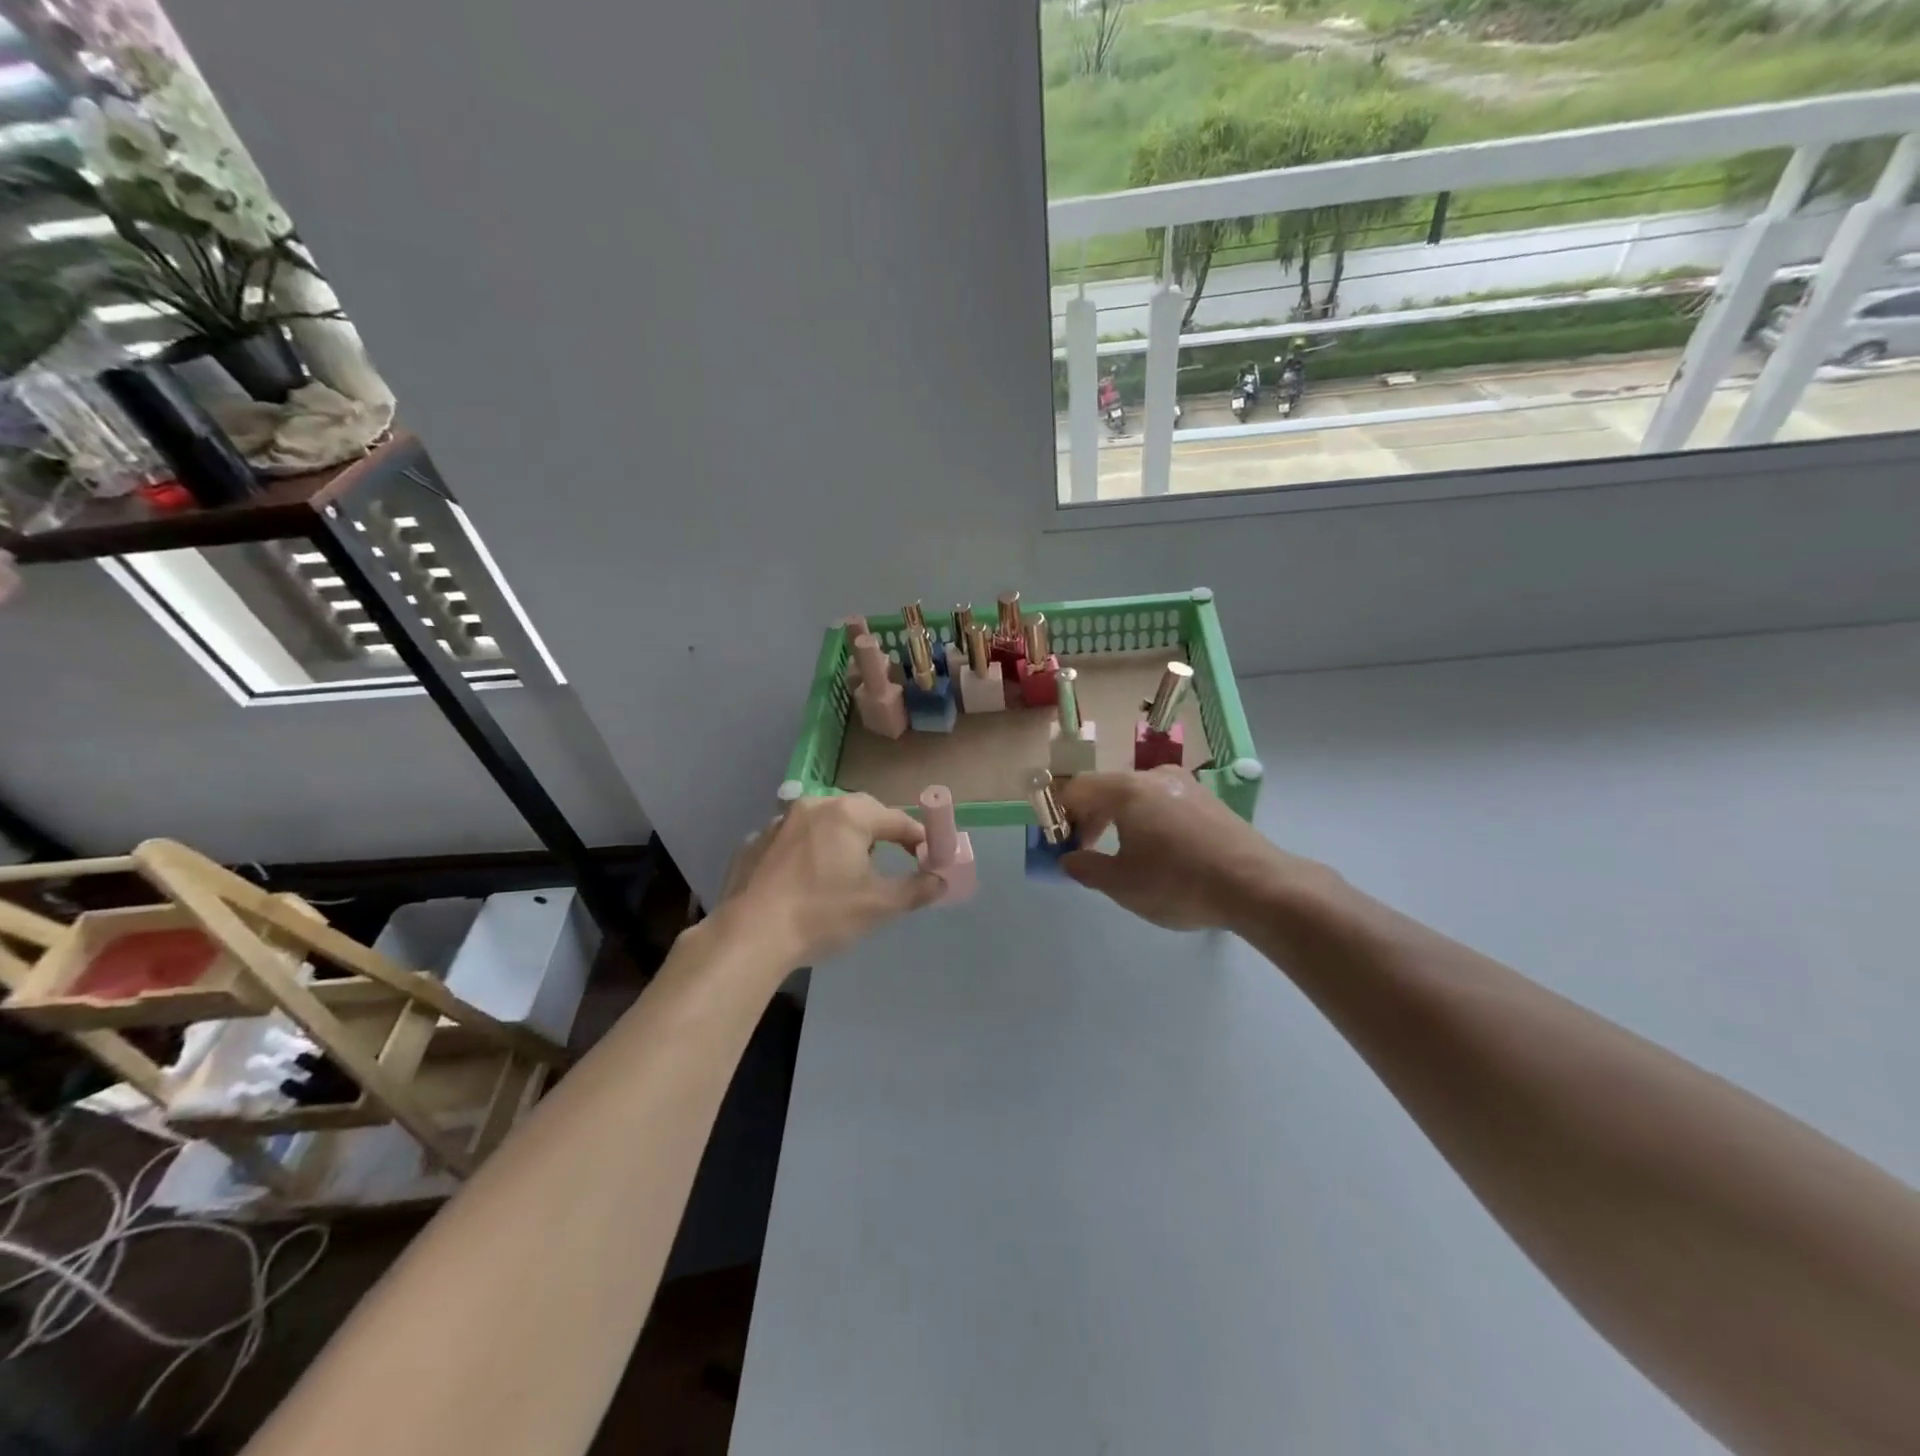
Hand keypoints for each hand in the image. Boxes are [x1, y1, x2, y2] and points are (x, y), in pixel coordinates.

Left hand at [725, 793, 945, 966]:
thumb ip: (916, 889)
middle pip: (860, 814)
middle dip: (879, 835)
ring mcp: (779, 822)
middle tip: (889, 863)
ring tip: (844, 873)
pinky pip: (793, 840)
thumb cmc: (822, 914)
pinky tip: (804, 882)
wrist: (750, 935)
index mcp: (848, 814)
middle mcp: (814, 806)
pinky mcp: (755, 842)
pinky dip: (807, 853)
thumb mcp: (879, 906)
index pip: (897, 819)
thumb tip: (940, 880)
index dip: (919, 838)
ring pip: (823, 824)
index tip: (930, 858)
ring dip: (840, 841)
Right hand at [1057, 767, 1310, 931]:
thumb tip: (1068, 859)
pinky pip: (1163, 803)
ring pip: (1137, 796)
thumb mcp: (1122, 884)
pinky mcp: (1208, 801)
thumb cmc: (1178, 883)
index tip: (1063, 845)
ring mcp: (1185, 785)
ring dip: (1120, 820)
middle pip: (1107, 789)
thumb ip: (1086, 868)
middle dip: (1090, 819)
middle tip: (1088, 852)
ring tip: (1125, 856)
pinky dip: (1148, 821)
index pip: (1077, 788)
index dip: (1061, 815)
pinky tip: (1161, 854)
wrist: (1257, 886)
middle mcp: (1154, 776)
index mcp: (1127, 790)